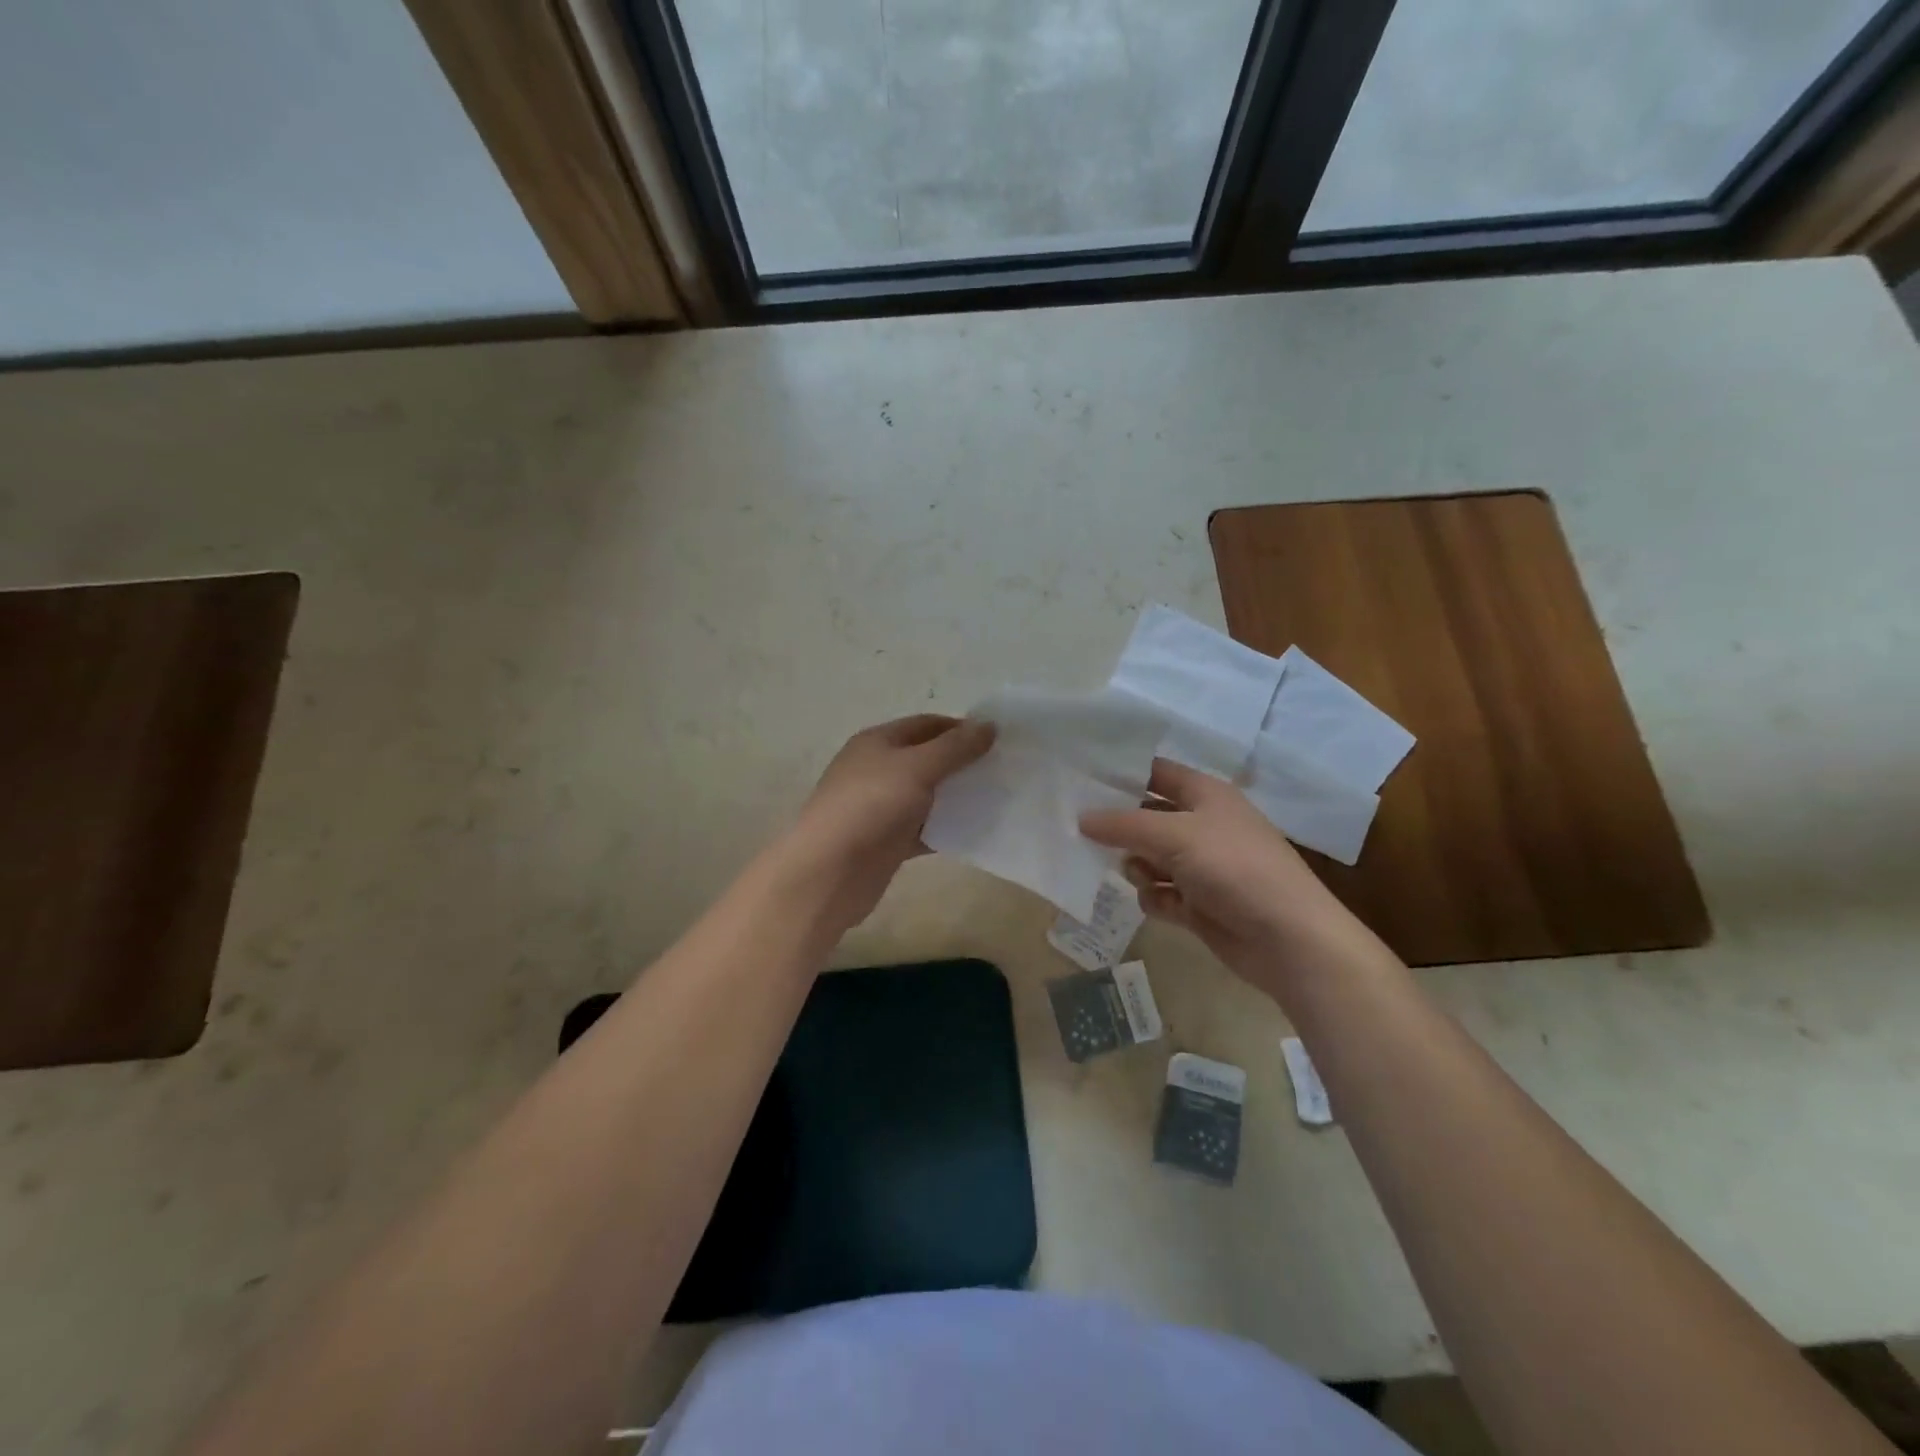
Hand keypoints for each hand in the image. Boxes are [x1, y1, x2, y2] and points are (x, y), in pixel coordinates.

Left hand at [785, 714, 995, 933]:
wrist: (829, 872)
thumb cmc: (871, 806)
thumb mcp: (917, 767)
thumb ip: (955, 747)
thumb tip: (989, 725)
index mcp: (878, 741)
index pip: (926, 724)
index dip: (961, 728)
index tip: (998, 740)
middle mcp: (877, 769)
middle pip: (928, 758)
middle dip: (962, 762)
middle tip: (1003, 770)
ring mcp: (881, 807)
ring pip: (927, 795)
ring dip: (957, 796)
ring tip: (997, 799)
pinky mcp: (887, 841)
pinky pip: (924, 828)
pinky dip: (946, 829)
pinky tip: (975, 832)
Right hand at [1080, 758, 1384, 997]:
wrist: (1288, 938)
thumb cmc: (1234, 869)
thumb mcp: (1175, 835)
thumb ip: (1124, 824)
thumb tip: (1082, 817)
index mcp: (1205, 795)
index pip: (1155, 772)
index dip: (1120, 773)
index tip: (1078, 778)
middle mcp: (1202, 825)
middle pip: (1147, 816)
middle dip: (1120, 826)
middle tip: (1079, 831)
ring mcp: (1201, 866)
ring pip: (1149, 857)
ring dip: (1138, 866)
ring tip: (1141, 875)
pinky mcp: (1199, 903)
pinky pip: (1161, 892)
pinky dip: (1155, 896)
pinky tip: (1160, 903)